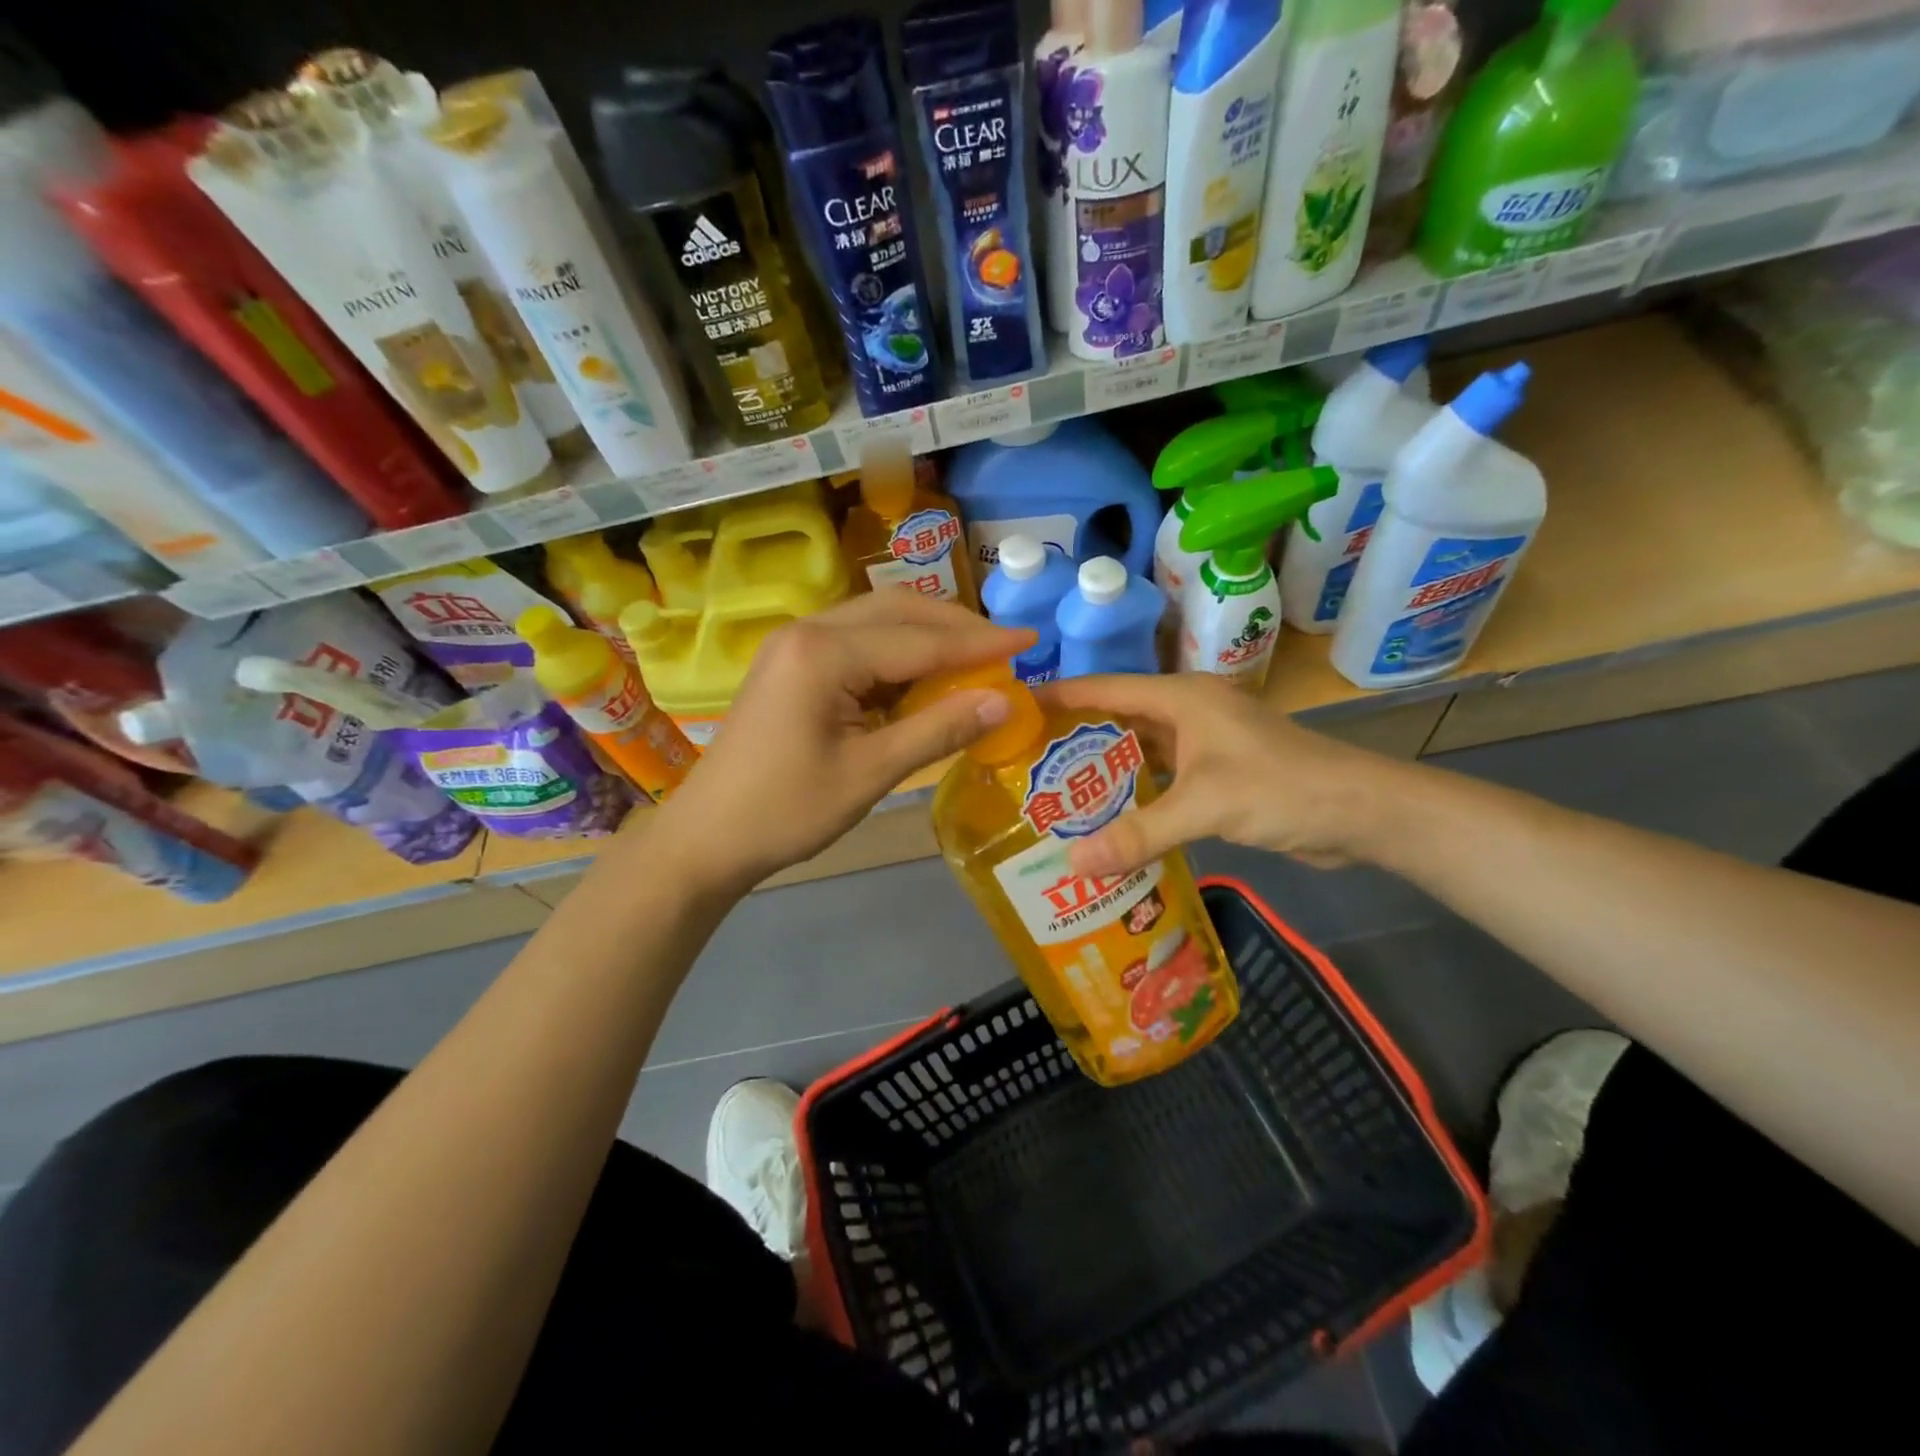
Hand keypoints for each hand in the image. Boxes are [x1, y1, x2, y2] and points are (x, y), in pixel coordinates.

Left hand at [649, 591, 1034, 894]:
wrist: (708, 836)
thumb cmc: (786, 811)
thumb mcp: (870, 774)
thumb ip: (938, 730)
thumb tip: (1005, 701)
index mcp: (824, 653)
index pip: (920, 639)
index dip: (980, 643)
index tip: (1031, 641)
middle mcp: (810, 630)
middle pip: (899, 610)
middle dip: (956, 626)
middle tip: (1005, 648)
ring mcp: (797, 643)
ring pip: (879, 619)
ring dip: (929, 635)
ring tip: (975, 659)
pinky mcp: (794, 662)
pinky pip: (859, 641)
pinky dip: (899, 653)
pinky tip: (925, 675)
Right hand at [1036, 673, 1408, 877]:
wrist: (1360, 811)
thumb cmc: (1281, 789)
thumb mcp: (1205, 807)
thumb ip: (1138, 834)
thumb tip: (1072, 863)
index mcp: (1181, 698)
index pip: (1104, 689)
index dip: (1060, 696)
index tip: (1015, 710)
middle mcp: (1188, 712)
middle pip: (1118, 719)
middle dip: (1075, 740)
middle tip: (1026, 765)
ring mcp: (1204, 744)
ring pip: (1140, 751)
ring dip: (1105, 771)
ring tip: (1055, 795)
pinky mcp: (1217, 774)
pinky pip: (1162, 778)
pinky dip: (1136, 795)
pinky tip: (1109, 820)